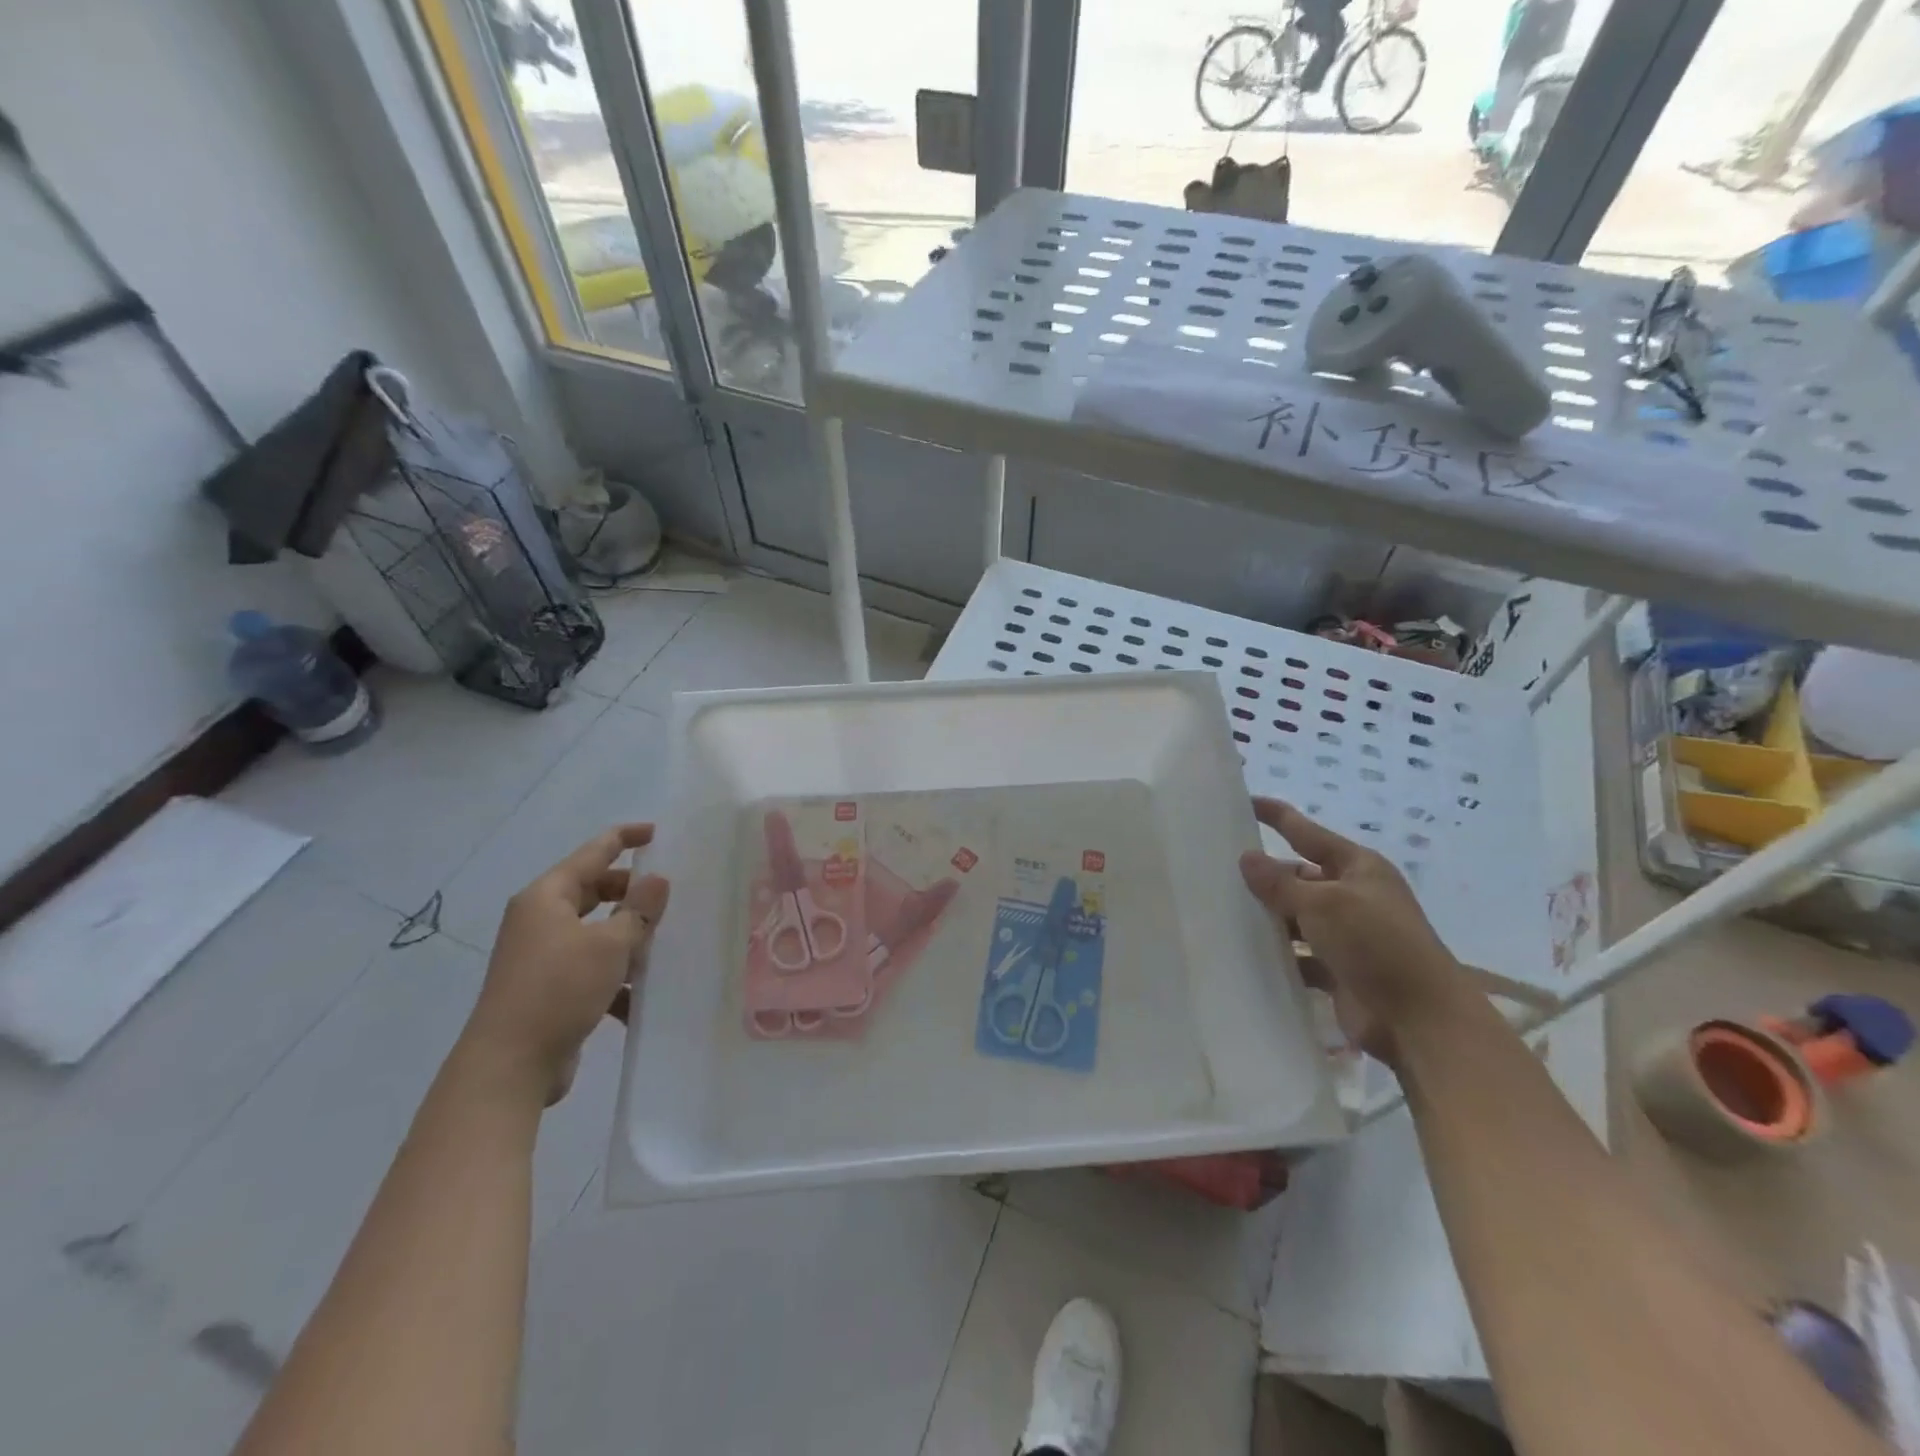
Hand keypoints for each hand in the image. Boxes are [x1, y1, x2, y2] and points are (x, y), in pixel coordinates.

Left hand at [460, 824, 669, 1104]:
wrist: (508, 1067)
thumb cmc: (558, 990)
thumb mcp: (610, 944)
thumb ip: (638, 910)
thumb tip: (657, 880)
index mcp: (547, 896)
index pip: (593, 852)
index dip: (625, 838)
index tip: (657, 833)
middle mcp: (541, 919)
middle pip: (594, 890)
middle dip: (631, 893)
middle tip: (668, 897)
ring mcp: (542, 955)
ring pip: (596, 930)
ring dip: (627, 936)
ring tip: (663, 946)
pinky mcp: (548, 988)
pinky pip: (590, 966)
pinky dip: (615, 974)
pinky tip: (641, 994)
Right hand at [1238, 798, 1469, 1065]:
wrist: (1420, 1021)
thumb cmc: (1377, 944)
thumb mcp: (1324, 904)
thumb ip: (1280, 883)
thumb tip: (1247, 858)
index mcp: (1359, 868)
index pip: (1309, 833)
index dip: (1278, 817)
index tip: (1245, 803)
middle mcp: (1354, 896)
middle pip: (1299, 877)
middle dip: (1265, 875)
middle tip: (1216, 869)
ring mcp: (1347, 936)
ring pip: (1296, 918)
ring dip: (1267, 917)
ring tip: (1219, 910)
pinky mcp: (1338, 971)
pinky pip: (1298, 955)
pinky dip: (1277, 955)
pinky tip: (1242, 953)